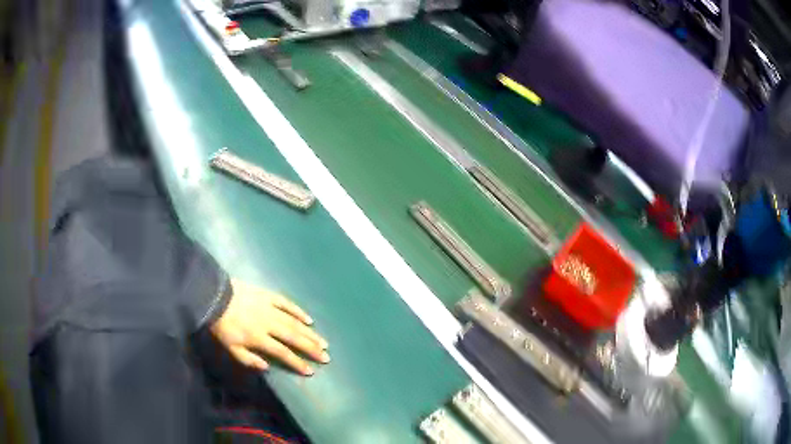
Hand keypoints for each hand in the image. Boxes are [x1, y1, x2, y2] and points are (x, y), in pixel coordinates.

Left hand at [210, 279, 329, 375]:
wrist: (213, 295)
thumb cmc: (221, 325)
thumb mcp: (230, 347)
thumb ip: (248, 359)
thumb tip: (267, 367)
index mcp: (258, 337)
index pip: (282, 352)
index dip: (297, 362)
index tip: (311, 371)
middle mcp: (268, 323)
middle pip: (293, 337)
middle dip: (311, 348)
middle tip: (326, 356)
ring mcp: (270, 308)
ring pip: (294, 322)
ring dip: (310, 333)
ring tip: (324, 342)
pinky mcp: (268, 296)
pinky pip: (287, 304)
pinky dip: (298, 311)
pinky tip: (309, 319)